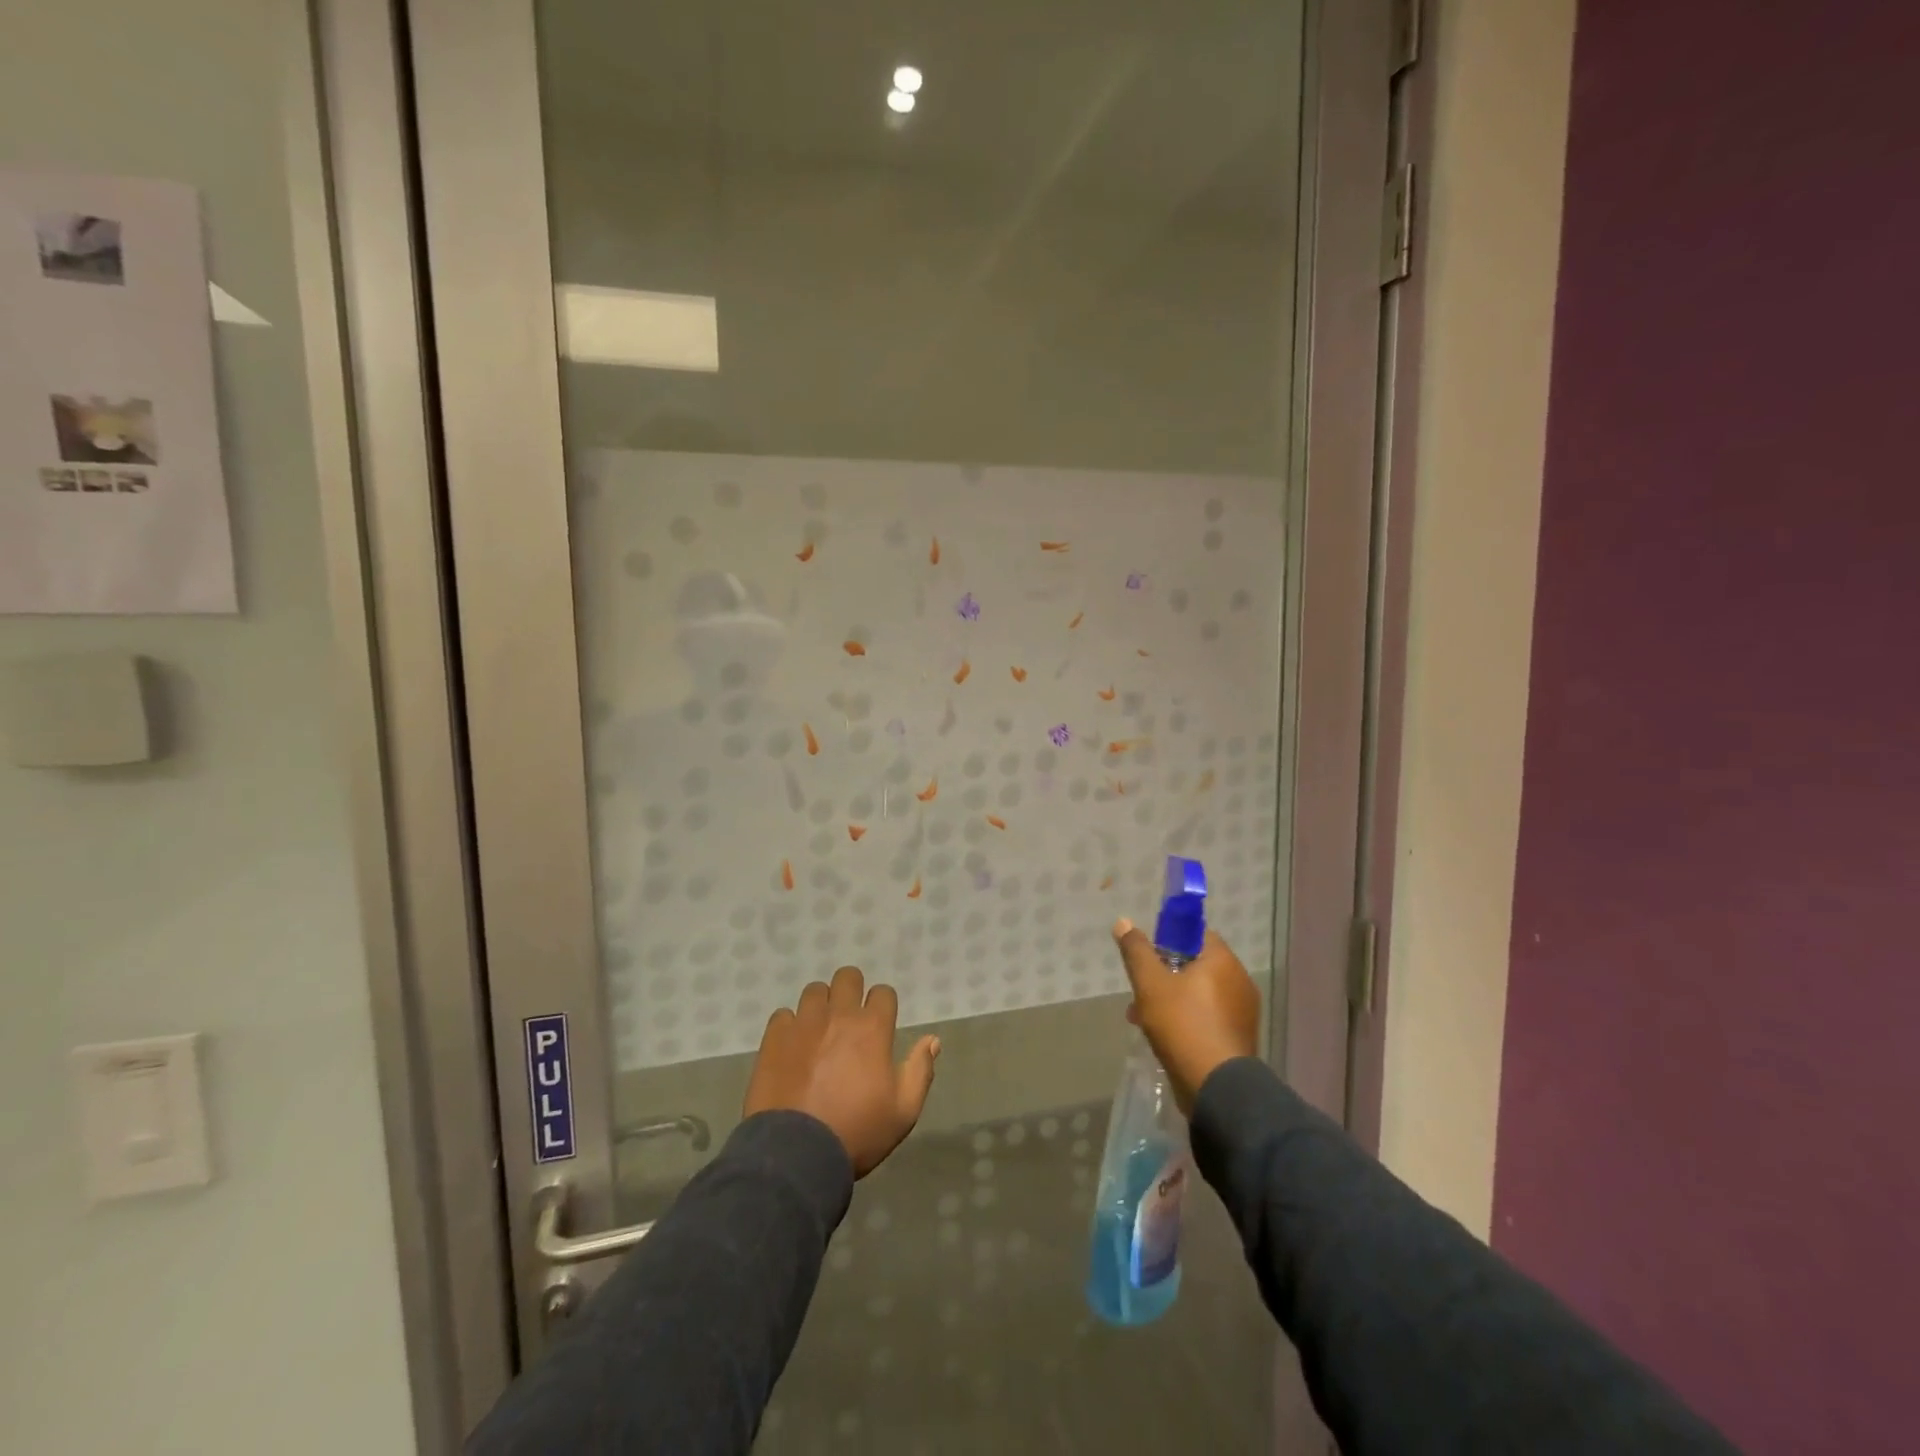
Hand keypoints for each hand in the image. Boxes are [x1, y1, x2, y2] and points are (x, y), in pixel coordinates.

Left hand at [744, 965, 940, 1176]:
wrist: (796, 1154)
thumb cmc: (856, 1133)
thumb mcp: (903, 1112)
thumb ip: (920, 1071)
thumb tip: (933, 1040)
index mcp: (872, 1029)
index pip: (883, 992)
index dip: (883, 1005)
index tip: (880, 1024)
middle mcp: (839, 1016)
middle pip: (848, 977)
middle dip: (852, 990)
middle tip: (849, 1018)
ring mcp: (804, 1023)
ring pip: (815, 991)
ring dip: (821, 1005)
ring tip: (819, 1030)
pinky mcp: (775, 1038)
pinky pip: (783, 1015)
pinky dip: (790, 1025)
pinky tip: (792, 1046)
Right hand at [1114, 921, 1260, 1112]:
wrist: (1217, 1088)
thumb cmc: (1183, 1025)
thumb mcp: (1150, 983)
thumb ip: (1137, 951)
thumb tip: (1124, 921)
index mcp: (1223, 961)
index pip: (1196, 934)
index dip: (1168, 940)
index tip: (1147, 958)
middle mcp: (1239, 981)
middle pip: (1194, 966)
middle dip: (1163, 976)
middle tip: (1140, 993)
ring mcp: (1242, 1012)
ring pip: (1199, 994)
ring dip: (1171, 1001)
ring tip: (1143, 1020)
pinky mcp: (1238, 1038)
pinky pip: (1208, 1018)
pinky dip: (1187, 1021)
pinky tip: (1164, 1038)